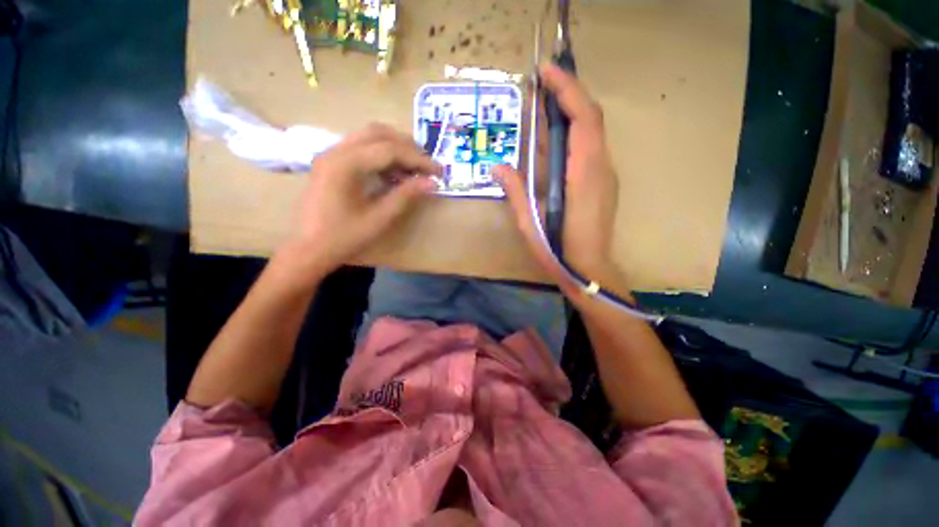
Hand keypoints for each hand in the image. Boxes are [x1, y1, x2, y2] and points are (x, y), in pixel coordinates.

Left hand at [277, 123, 440, 277]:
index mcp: (345, 164)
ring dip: (395, 148)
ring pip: (369, 137)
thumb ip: (406, 196)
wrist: (308, 250)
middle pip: (378, 133)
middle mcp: (335, 151)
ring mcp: (331, 155)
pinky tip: (394, 173)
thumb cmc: (343, 238)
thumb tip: (432, 183)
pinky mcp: (331, 163)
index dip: (418, 159)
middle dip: (408, 146)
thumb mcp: (379, 218)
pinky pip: (361, 149)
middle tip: (428, 165)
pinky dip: (382, 156)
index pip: (389, 149)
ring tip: (415, 169)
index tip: (439, 171)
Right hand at [495, 64, 623, 292]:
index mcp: (584, 174)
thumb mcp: (531, 222)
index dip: (567, 90)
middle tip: (541, 84)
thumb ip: (516, 191)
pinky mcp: (602, 183)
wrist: (589, 270)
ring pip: (592, 131)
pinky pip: (590, 147)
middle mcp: (600, 168)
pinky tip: (555, 137)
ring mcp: (605, 175)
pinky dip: (574, 132)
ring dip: (571, 112)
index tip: (546, 72)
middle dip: (568, 93)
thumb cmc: (558, 249)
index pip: (583, 119)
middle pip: (591, 118)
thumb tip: (497, 166)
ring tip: (544, 105)